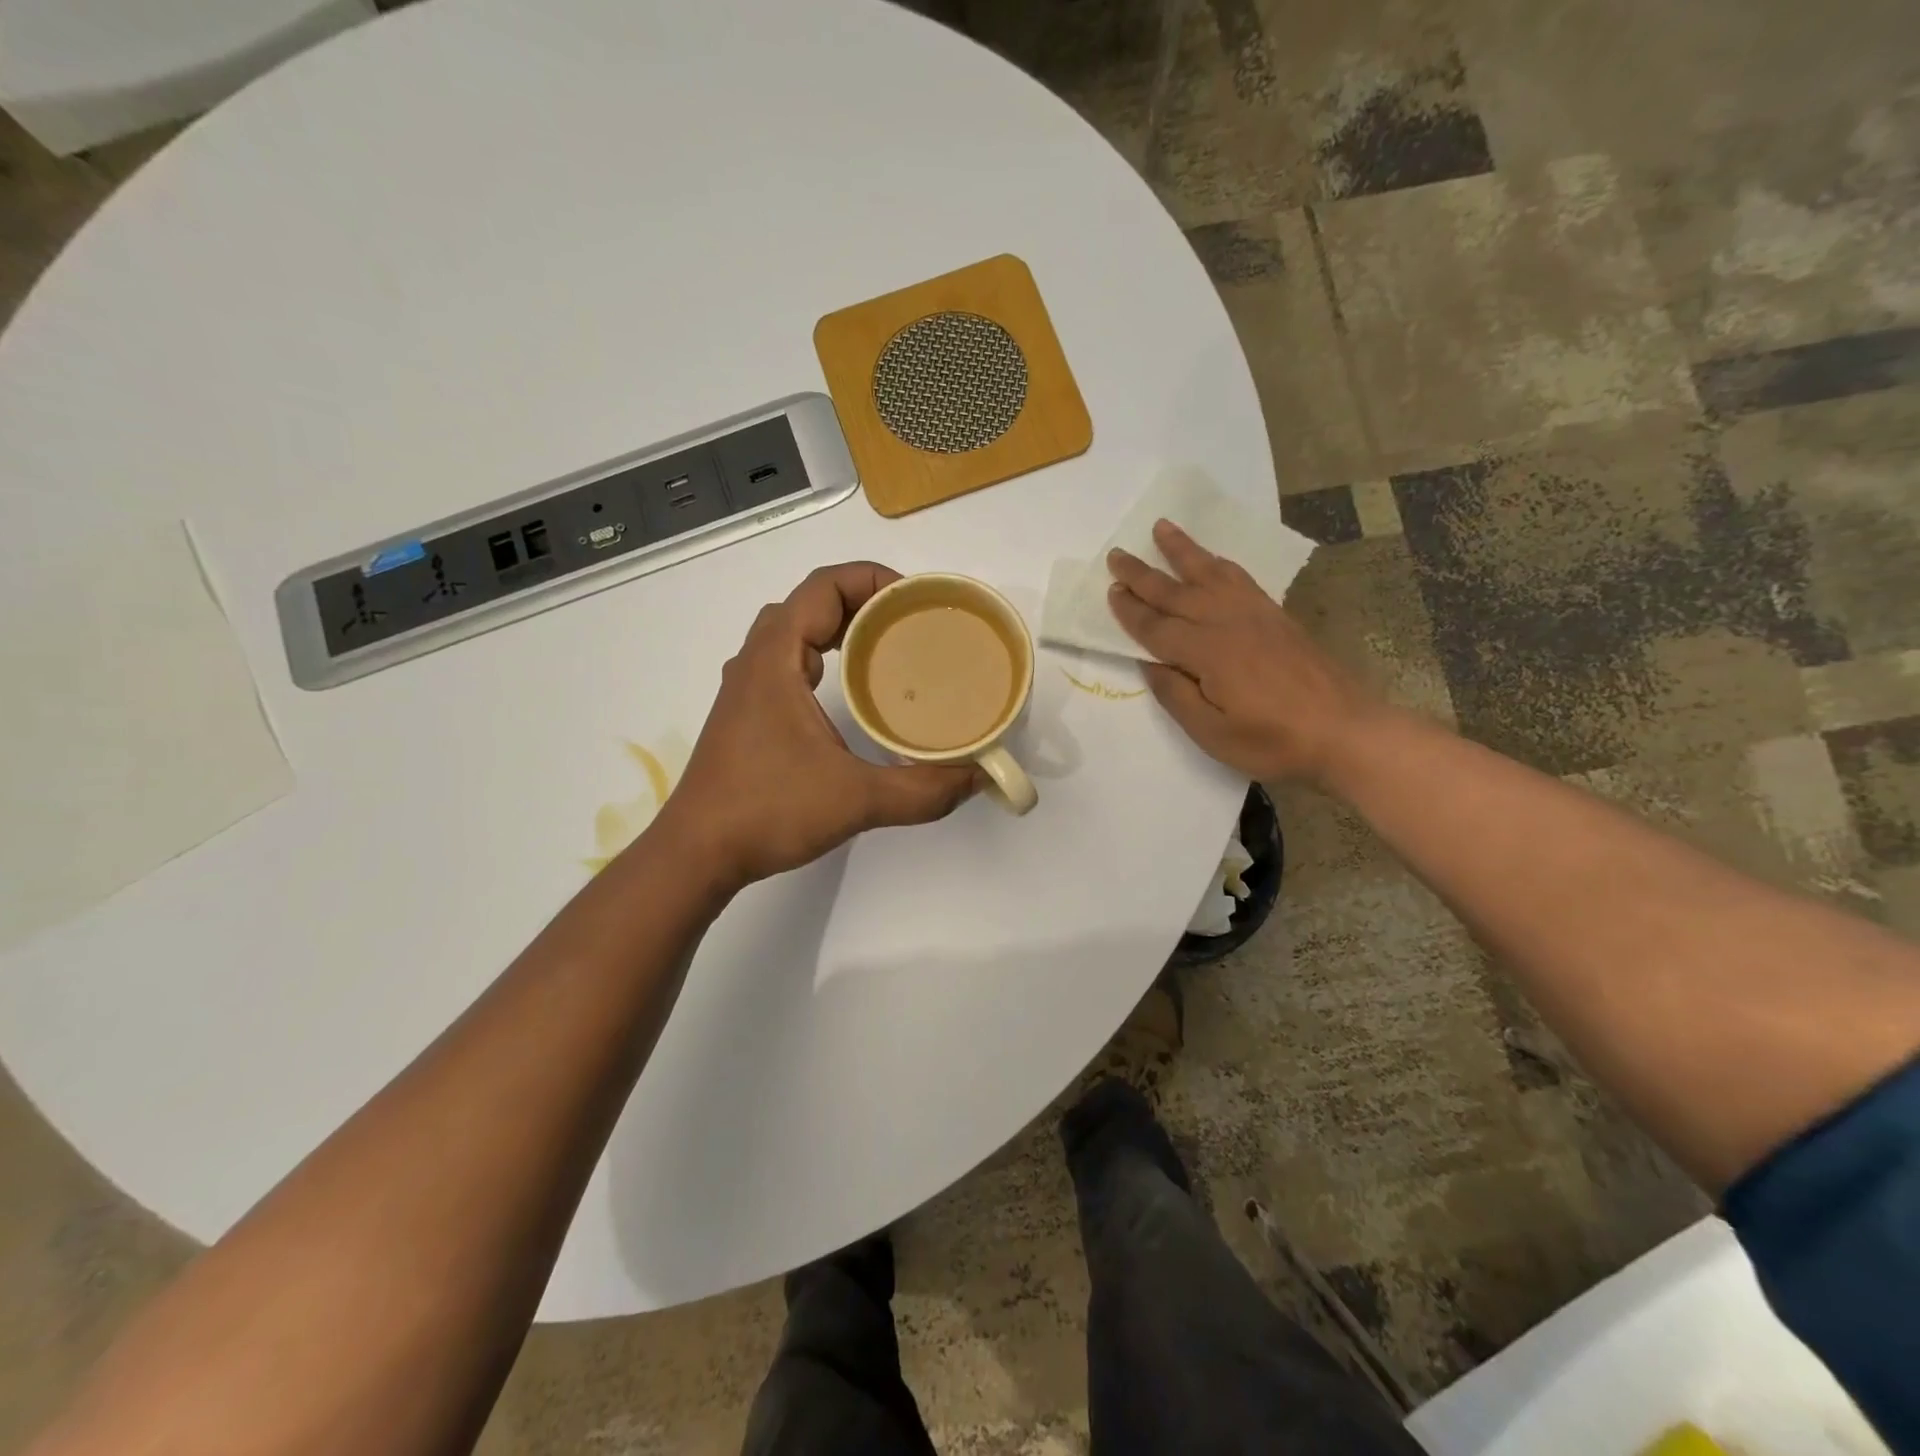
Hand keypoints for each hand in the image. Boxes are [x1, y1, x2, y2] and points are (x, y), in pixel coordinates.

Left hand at [656, 562, 978, 888]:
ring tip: (887, 649)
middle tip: (910, 625)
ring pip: (793, 632)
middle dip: (862, 601)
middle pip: (809, 603)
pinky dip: (822, 656)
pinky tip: (849, 691)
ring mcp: (746, 688)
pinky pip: (787, 662)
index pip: (822, 587)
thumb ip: (923, 790)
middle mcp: (756, 662)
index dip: (871, 580)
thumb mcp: (856, 800)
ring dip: (839, 627)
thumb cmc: (767, 812)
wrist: (696, 853)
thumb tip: (976, 778)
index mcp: (775, 659)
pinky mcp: (746, 714)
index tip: (915, 603)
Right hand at [1106, 520, 1380, 783]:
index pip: (1156, 627)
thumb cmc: (1272, 740)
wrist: (1344, 730)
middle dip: (1142, 574)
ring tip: (1161, 527)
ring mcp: (1254, 614)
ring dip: (1182, 550)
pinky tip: (1210, 559)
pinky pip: (1239, 578)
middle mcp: (1226, 622)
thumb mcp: (1212, 733)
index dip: (1130, 611)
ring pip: (1208, 573)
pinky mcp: (1275, 615)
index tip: (1110, 591)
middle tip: (1116, 554)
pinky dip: (1218, 563)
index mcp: (1206, 653)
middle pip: (1175, 592)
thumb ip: (1176, 695)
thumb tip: (1149, 663)